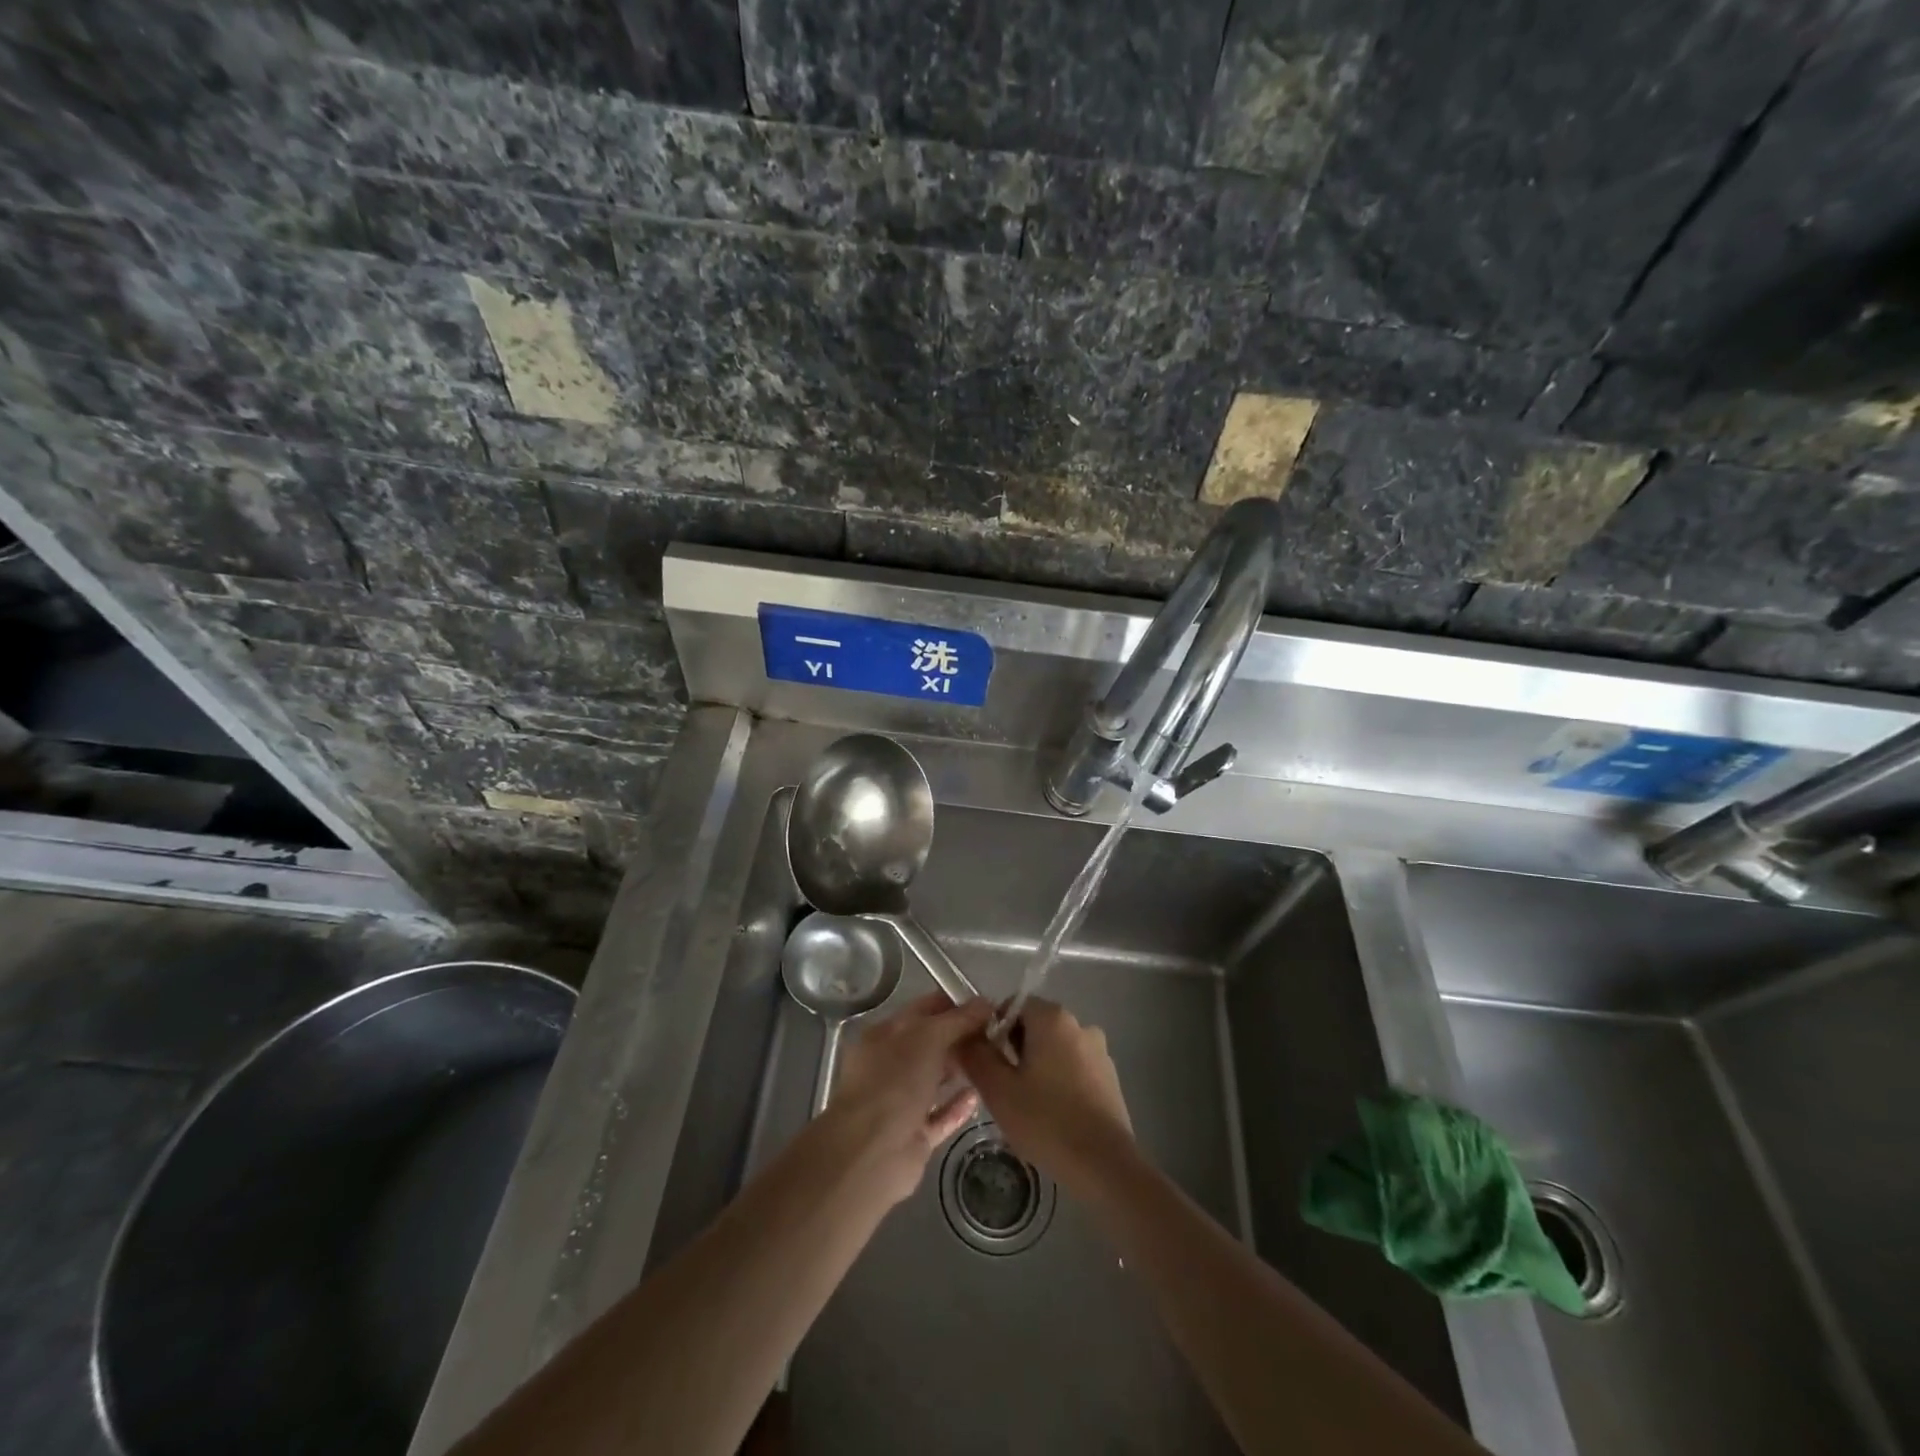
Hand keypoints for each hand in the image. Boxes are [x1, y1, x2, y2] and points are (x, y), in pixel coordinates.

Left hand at [824, 992, 993, 1205]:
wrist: (871, 1153)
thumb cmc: (895, 1082)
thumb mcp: (927, 1038)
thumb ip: (957, 1020)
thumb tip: (985, 1003)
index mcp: (885, 1035)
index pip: (923, 1010)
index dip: (954, 1005)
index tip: (988, 1006)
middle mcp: (891, 1066)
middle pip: (931, 1044)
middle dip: (961, 1037)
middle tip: (999, 1034)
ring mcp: (902, 1102)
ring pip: (936, 1080)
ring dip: (961, 1070)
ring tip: (995, 1061)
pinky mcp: (914, 1135)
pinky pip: (941, 1115)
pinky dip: (958, 1106)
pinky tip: (980, 1096)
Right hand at [957, 998, 1133, 1190]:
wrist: (1104, 1165)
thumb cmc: (1046, 1121)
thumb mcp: (998, 1090)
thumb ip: (976, 1055)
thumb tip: (965, 1035)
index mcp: (1053, 1018)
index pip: (1014, 1005)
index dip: (995, 1030)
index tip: (988, 1063)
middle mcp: (1079, 1024)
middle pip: (1035, 1026)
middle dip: (1015, 1050)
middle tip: (1004, 1088)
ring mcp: (1099, 1051)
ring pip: (1055, 1049)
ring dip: (1038, 1067)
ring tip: (1027, 1106)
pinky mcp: (1110, 1077)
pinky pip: (1075, 1068)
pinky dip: (1060, 1082)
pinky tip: (1054, 1115)